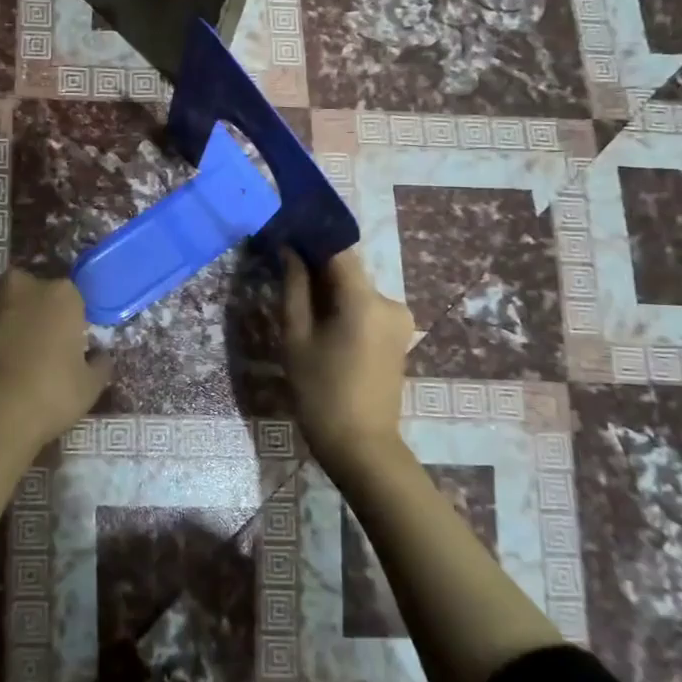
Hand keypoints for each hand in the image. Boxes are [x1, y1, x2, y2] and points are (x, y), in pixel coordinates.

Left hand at [0, 269, 112, 458]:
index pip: (70, 298)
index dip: (67, 323)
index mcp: (60, 294)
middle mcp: (18, 284)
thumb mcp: (88, 389)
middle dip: (29, 316)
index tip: (63, 347)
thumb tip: (99, 356)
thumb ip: (98, 364)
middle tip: (28, 354)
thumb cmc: (44, 398)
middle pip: (28, 294)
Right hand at [281, 248, 413, 481]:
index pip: (338, 249)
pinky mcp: (398, 335)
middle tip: (282, 270)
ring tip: (297, 301)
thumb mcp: (297, 338)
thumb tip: (289, 250)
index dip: (311, 237)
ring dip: (329, 288)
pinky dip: (343, 306)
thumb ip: (294, 288)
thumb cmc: (320, 393)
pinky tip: (320, 323)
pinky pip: (366, 307)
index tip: (284, 235)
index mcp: (365, 300)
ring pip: (356, 289)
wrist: (361, 447)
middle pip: (348, 269)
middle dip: (317, 266)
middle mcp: (390, 301)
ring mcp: (399, 319)